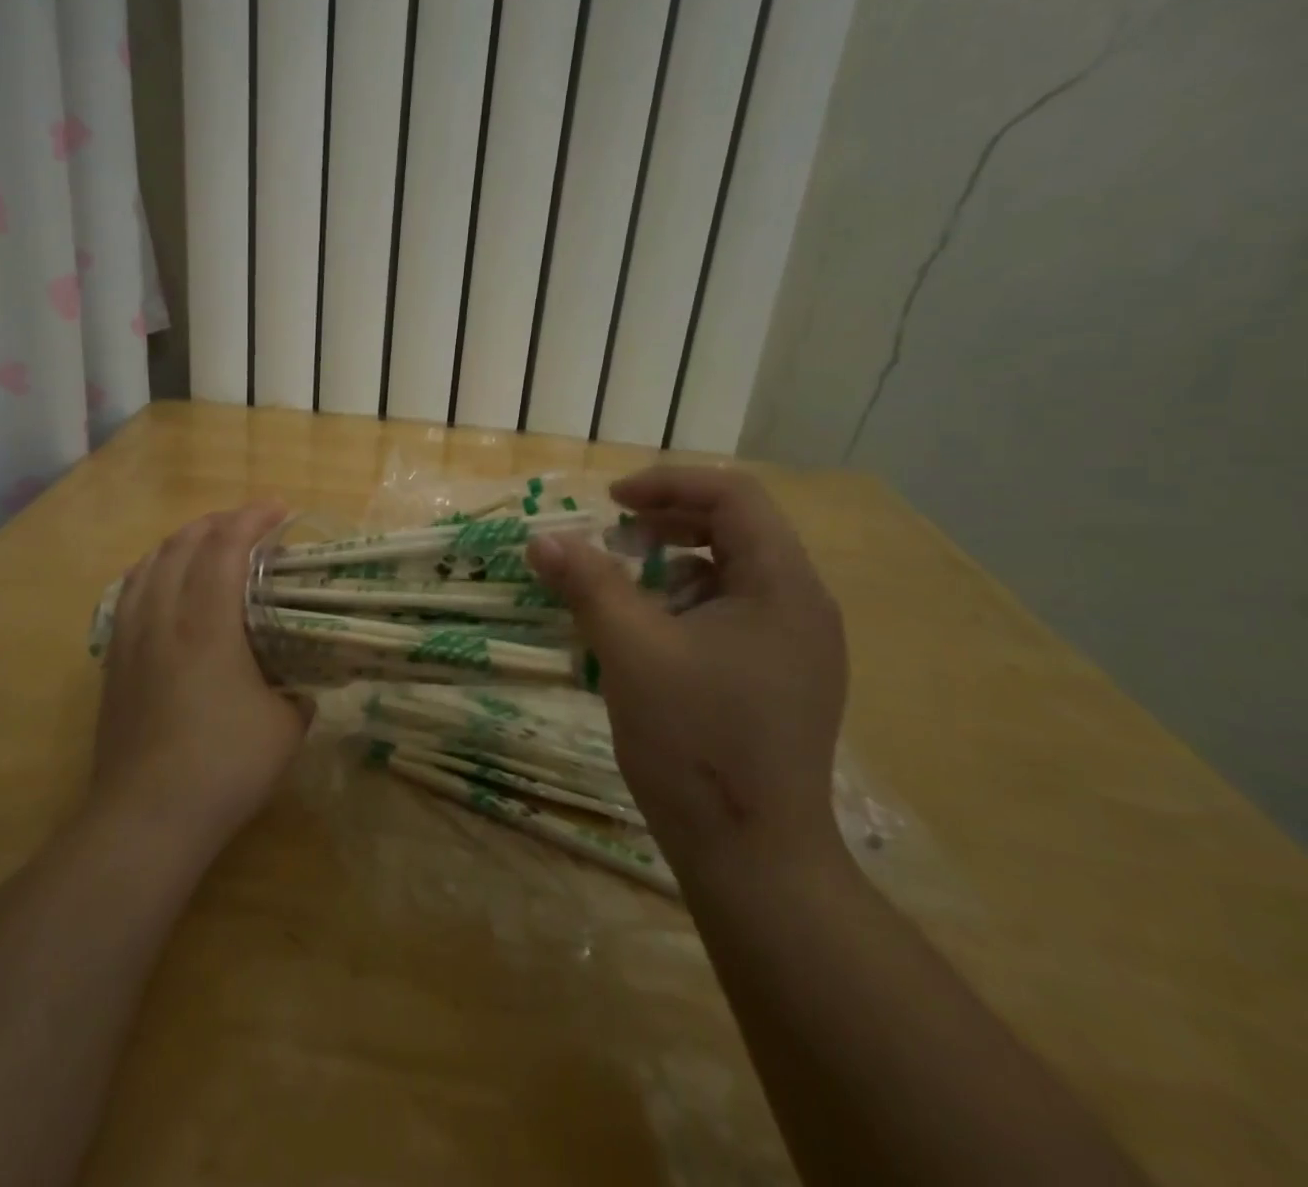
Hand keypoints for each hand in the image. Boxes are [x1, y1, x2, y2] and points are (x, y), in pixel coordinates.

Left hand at [95, 503, 309, 848]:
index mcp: (208, 624)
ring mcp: (131, 639)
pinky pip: (129, 595)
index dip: (252, 519)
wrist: (146, 817)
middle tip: (246, 524)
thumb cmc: (224, 766)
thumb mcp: (285, 728)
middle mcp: (163, 618)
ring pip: (148, 566)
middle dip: (216, 523)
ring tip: (203, 543)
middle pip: (181, 546)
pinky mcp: (113, 663)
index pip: (225, 548)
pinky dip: (152, 573)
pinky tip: (161, 586)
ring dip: (179, 543)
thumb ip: (297, 696)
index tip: (279, 508)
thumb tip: (300, 689)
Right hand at [527, 466, 846, 874]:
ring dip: (670, 566)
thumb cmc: (697, 742)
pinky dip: (682, 606)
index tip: (611, 503)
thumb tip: (541, 540)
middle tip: (611, 538)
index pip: (734, 496)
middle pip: (735, 530)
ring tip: (621, 589)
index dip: (668, 484)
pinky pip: (729, 615)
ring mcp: (795, 647)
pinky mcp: (778, 678)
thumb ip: (587, 584)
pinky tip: (645, 637)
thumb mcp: (631, 651)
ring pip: (729, 574)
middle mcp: (800, 607)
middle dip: (666, 524)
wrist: (754, 858)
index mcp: (783, 587)